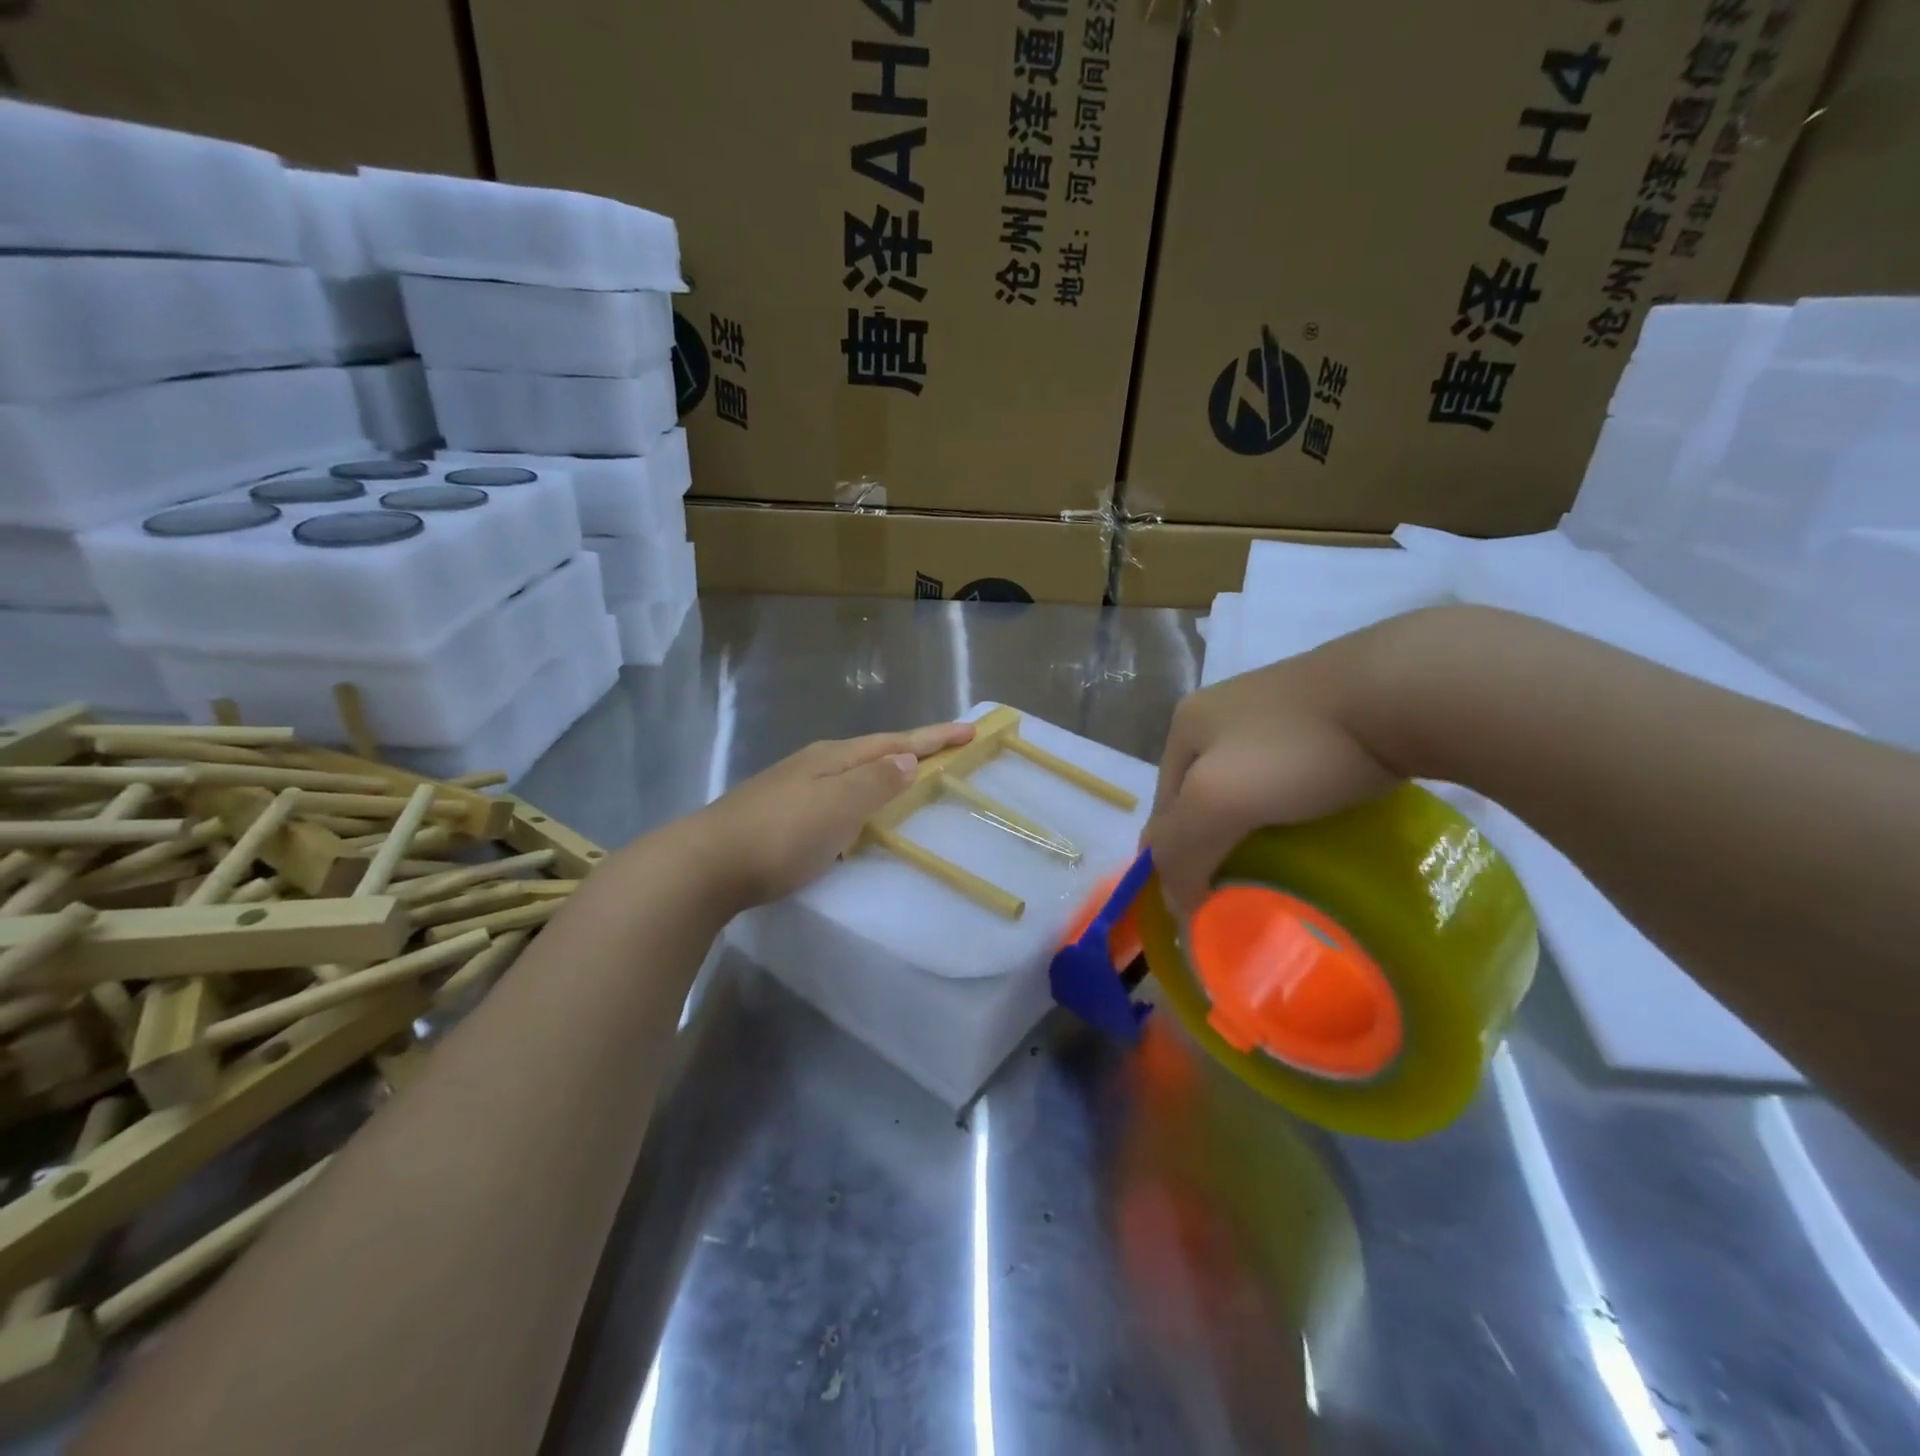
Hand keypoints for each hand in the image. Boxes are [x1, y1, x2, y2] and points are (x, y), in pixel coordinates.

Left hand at [677, 720, 977, 910]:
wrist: (706, 864)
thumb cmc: (781, 835)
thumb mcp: (837, 806)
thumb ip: (875, 781)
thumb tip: (907, 757)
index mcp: (834, 757)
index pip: (894, 742)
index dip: (933, 738)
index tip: (970, 731)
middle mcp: (815, 763)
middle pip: (873, 750)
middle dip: (912, 748)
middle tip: (947, 749)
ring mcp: (793, 785)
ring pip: (852, 771)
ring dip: (885, 769)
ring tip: (909, 774)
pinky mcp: (779, 811)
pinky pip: (836, 793)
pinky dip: (861, 794)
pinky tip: (857, 810)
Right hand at [1145, 639, 1397, 915]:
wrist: (1401, 691)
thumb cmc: (1297, 748)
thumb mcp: (1217, 799)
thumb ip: (1181, 847)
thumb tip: (1175, 902)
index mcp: (1184, 725)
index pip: (1162, 808)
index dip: (1174, 858)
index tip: (1201, 907)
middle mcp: (1220, 713)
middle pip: (1201, 797)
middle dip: (1210, 843)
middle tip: (1236, 891)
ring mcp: (1272, 712)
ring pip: (1245, 787)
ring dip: (1249, 829)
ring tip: (1277, 867)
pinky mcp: (1321, 718)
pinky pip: (1287, 777)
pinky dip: (1288, 809)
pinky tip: (1310, 826)